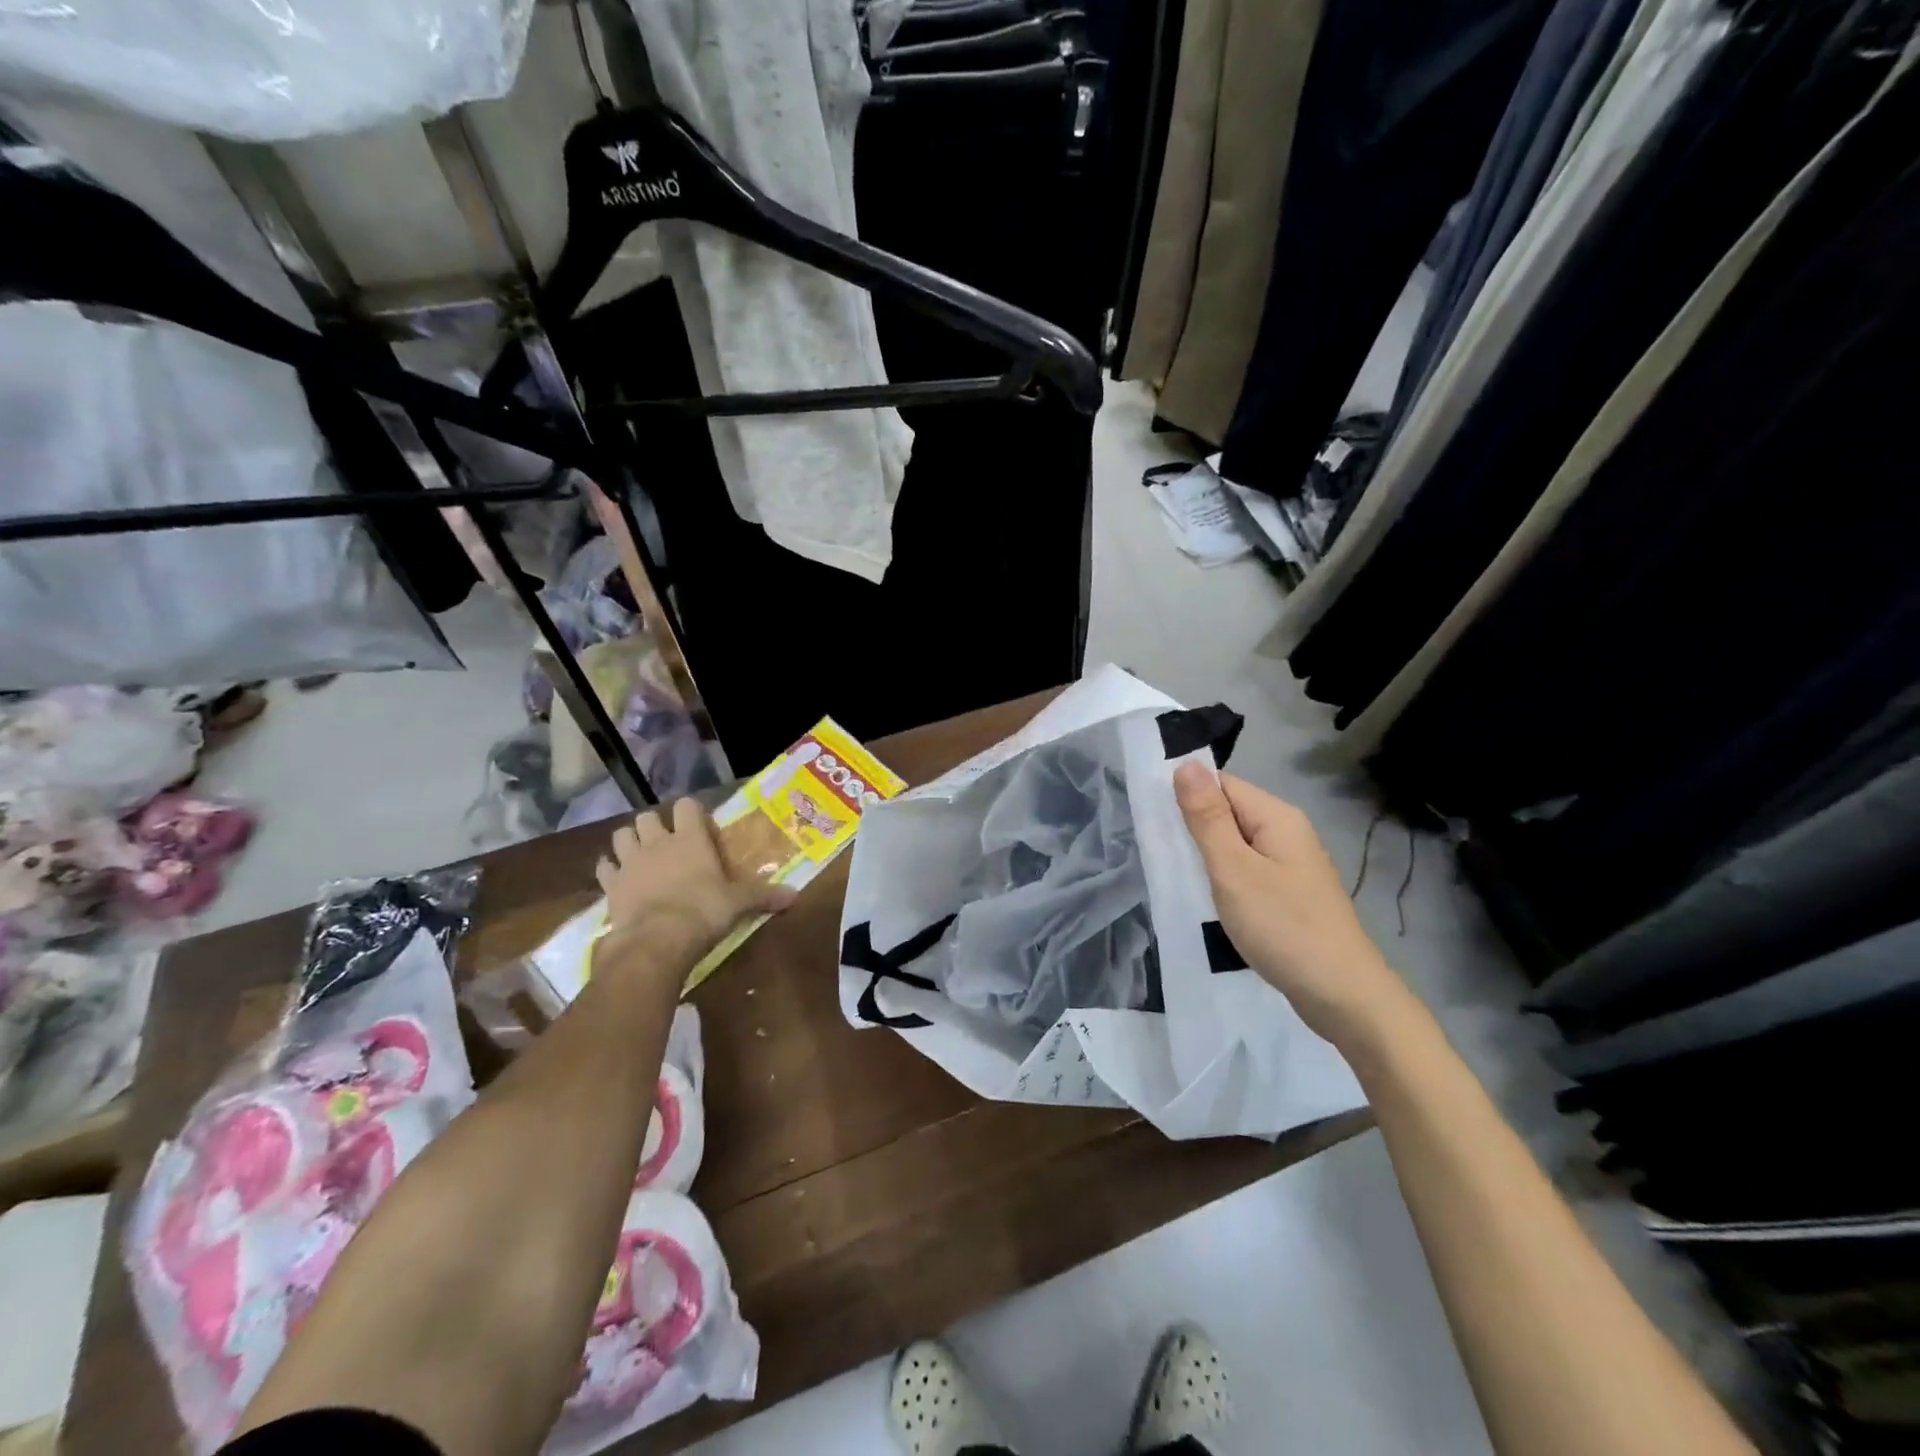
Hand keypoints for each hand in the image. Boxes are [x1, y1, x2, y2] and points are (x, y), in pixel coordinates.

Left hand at [593, 798, 796, 975]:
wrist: (656, 941)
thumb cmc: (704, 911)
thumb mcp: (739, 904)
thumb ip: (764, 896)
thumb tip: (796, 896)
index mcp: (690, 838)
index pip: (687, 806)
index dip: (691, 811)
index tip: (699, 824)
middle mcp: (658, 842)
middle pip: (647, 817)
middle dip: (654, 826)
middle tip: (667, 842)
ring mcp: (630, 862)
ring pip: (621, 836)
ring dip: (629, 841)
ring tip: (639, 855)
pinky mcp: (610, 885)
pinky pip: (604, 868)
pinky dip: (610, 870)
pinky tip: (618, 880)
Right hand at [1174, 764, 1414, 1052]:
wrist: (1342, 996)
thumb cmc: (1283, 927)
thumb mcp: (1234, 870)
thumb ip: (1208, 818)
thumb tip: (1186, 764)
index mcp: (1276, 817)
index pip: (1221, 784)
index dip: (1186, 797)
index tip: (1153, 821)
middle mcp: (1287, 833)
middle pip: (1229, 813)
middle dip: (1194, 829)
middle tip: (1159, 854)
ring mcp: (1291, 865)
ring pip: (1236, 845)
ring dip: (1207, 857)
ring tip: (1177, 877)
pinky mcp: (1289, 894)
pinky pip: (1247, 871)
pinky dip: (1224, 880)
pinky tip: (1208, 899)